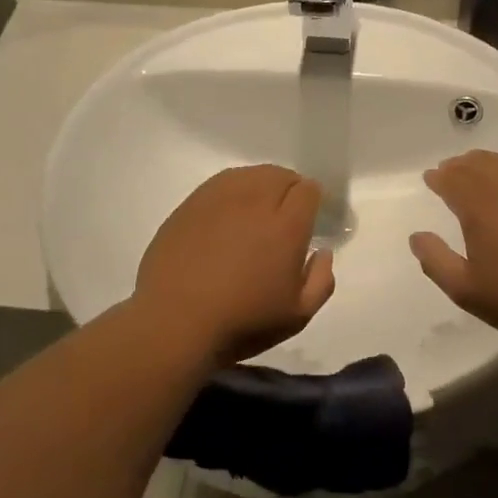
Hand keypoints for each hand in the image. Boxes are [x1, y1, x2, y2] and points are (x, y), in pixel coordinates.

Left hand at [135, 165, 335, 365]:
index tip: (312, 216)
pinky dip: (232, 191)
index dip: (314, 199)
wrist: (175, 323)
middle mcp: (254, 202)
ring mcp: (217, 200)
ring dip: (261, 185)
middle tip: (287, 212)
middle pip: (279, 176)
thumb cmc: (242, 323)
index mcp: (286, 226)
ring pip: (248, 175)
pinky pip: (219, 184)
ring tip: (258, 208)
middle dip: (290, 188)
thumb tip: (322, 252)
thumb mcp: (297, 316)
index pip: (308, 190)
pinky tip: (229, 213)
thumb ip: (320, 281)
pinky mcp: (189, 206)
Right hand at [410, 151, 497, 348]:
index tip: (430, 177)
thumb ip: (436, 261)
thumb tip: (418, 237)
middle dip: (461, 165)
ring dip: (489, 162)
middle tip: (450, 169)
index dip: (440, 177)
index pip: (455, 181)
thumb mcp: (466, 290)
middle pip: (481, 166)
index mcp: (482, 209)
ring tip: (480, 166)